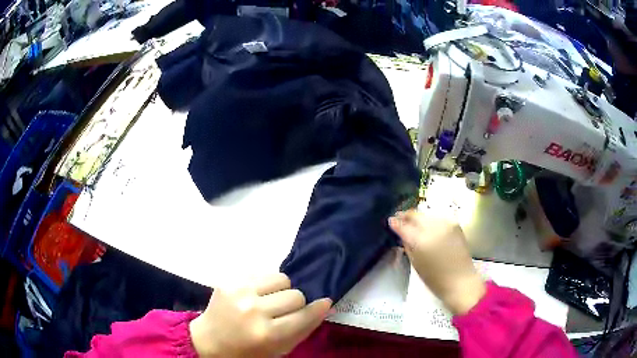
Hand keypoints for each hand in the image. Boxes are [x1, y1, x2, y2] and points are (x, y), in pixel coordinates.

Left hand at [189, 273, 331, 356]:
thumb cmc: (248, 351)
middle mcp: (253, 310)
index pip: (304, 314)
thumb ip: (304, 328)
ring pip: (281, 278)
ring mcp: (239, 292)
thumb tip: (325, 304)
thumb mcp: (279, 349)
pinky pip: (262, 273)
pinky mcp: (229, 280)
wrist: (209, 341)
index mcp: (266, 334)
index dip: (317, 309)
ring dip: (280, 290)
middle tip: (282, 312)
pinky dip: (264, 284)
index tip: (324, 303)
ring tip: (268, 301)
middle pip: (295, 294)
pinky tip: (254, 295)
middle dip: (294, 304)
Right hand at [389, 209, 485, 314]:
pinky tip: (427, 226)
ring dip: (419, 217)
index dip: (395, 222)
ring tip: (413, 222)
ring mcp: (446, 224)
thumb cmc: (435, 278)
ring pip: (427, 214)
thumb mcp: (415, 263)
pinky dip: (431, 220)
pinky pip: (438, 217)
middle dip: (406, 215)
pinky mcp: (455, 224)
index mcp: (421, 240)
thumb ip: (407, 244)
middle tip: (399, 217)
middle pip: (416, 215)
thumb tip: (401, 232)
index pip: (404, 226)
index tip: (391, 220)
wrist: (460, 280)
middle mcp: (434, 228)